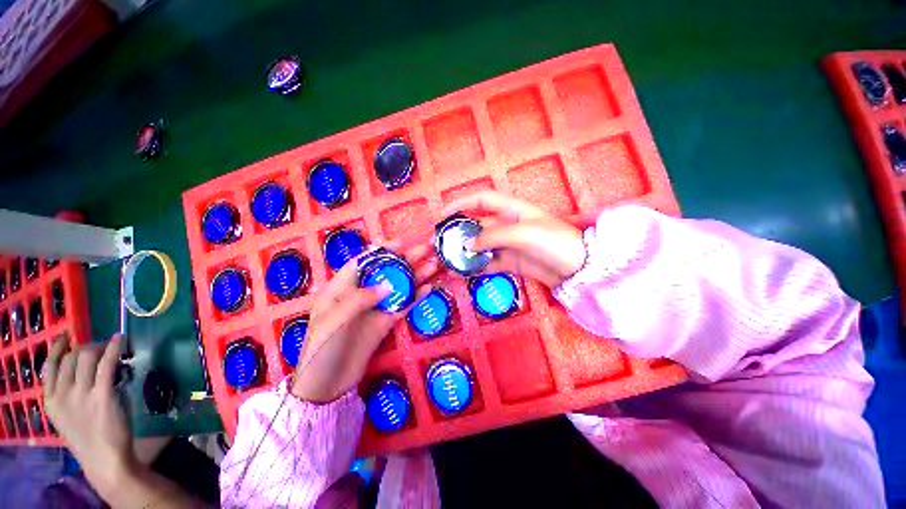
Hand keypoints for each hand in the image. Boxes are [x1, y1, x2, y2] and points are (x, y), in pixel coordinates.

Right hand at [44, 336, 135, 496]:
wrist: (104, 459)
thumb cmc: (88, 436)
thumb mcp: (67, 415)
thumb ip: (71, 392)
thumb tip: (87, 366)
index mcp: (50, 400)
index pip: (50, 365)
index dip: (58, 347)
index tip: (67, 336)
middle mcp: (62, 394)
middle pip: (71, 357)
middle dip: (86, 346)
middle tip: (99, 346)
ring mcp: (82, 395)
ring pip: (87, 356)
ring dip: (100, 346)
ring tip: (110, 345)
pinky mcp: (103, 395)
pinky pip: (107, 363)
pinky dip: (114, 348)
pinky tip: (120, 338)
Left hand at [291, 242, 438, 402]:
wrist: (327, 385)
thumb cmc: (322, 348)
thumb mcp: (333, 320)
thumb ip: (360, 299)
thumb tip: (389, 284)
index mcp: (342, 287)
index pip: (364, 262)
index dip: (383, 251)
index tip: (402, 243)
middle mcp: (361, 293)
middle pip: (386, 271)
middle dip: (406, 259)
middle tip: (427, 250)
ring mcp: (376, 308)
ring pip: (398, 286)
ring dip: (416, 275)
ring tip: (434, 265)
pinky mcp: (386, 322)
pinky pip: (403, 305)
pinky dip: (416, 296)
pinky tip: (429, 288)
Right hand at [443, 191, 586, 287]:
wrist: (578, 268)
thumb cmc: (553, 241)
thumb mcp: (523, 233)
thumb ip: (492, 237)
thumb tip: (467, 245)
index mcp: (511, 210)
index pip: (481, 200)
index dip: (460, 204)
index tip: (442, 215)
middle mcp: (506, 225)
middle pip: (475, 225)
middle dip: (456, 232)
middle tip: (437, 243)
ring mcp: (507, 245)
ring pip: (479, 246)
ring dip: (463, 252)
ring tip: (444, 260)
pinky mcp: (510, 262)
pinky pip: (487, 263)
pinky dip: (474, 267)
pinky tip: (461, 273)